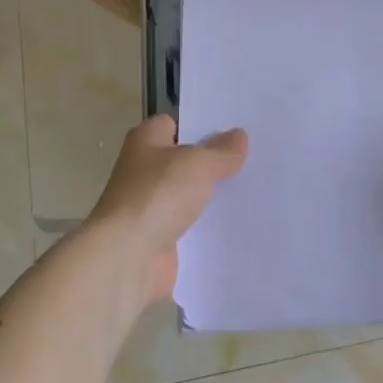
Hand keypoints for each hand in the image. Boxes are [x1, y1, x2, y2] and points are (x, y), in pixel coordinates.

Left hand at [89, 115, 248, 306]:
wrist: (127, 258)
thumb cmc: (157, 195)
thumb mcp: (197, 164)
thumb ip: (221, 151)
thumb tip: (240, 136)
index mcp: (146, 140)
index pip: (176, 124)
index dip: (203, 126)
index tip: (237, 131)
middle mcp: (145, 169)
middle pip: (186, 160)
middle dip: (215, 162)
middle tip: (254, 159)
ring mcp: (151, 205)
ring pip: (190, 194)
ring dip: (214, 196)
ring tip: (255, 189)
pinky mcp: (160, 237)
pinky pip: (191, 225)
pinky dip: (209, 227)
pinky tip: (239, 224)